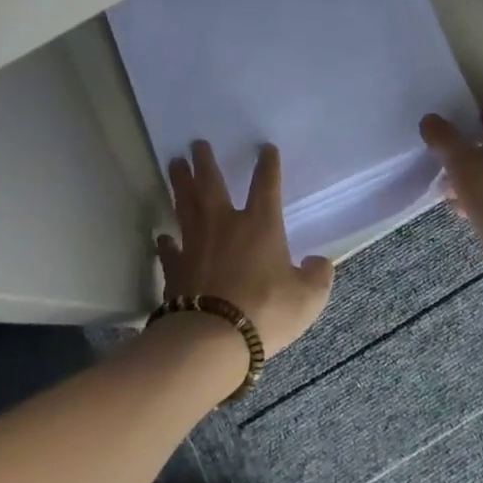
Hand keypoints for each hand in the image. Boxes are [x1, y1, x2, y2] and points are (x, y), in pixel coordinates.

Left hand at [155, 140, 333, 356]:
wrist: (212, 338)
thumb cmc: (266, 312)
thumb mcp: (307, 298)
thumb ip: (317, 276)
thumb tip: (320, 262)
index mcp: (260, 226)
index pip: (266, 186)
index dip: (268, 166)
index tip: (265, 148)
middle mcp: (225, 225)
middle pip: (211, 185)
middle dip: (206, 162)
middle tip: (196, 144)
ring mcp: (195, 244)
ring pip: (185, 205)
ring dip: (180, 184)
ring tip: (175, 164)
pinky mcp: (175, 268)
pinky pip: (169, 249)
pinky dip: (166, 242)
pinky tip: (162, 237)